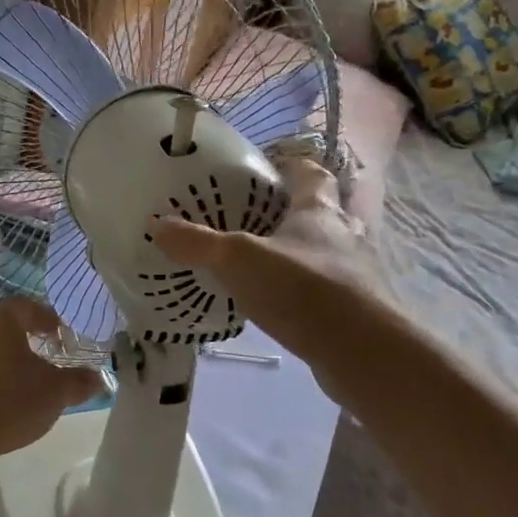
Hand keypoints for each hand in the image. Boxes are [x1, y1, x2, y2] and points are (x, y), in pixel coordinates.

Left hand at [0, 298, 104, 480]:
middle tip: (44, 359)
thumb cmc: (6, 400)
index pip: (26, 306)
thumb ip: (77, 383)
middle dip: (24, 342)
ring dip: (3, 366)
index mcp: (1, 321)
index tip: (59, 332)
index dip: (46, 317)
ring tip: (22, 387)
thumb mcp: (53, 393)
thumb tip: (98, 378)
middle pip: (3, 329)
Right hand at [152, 158, 378, 366]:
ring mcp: (355, 272)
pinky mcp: (357, 307)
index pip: (311, 173)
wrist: (361, 351)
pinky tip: (282, 302)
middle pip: (325, 209)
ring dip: (305, 250)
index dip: (292, 165)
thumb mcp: (239, 260)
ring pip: (329, 250)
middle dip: (298, 209)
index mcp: (318, 210)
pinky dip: (307, 288)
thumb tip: (156, 224)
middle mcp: (343, 234)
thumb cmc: (302, 288)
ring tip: (268, 260)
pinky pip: (329, 287)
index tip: (269, 166)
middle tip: (260, 216)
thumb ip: (198, 243)